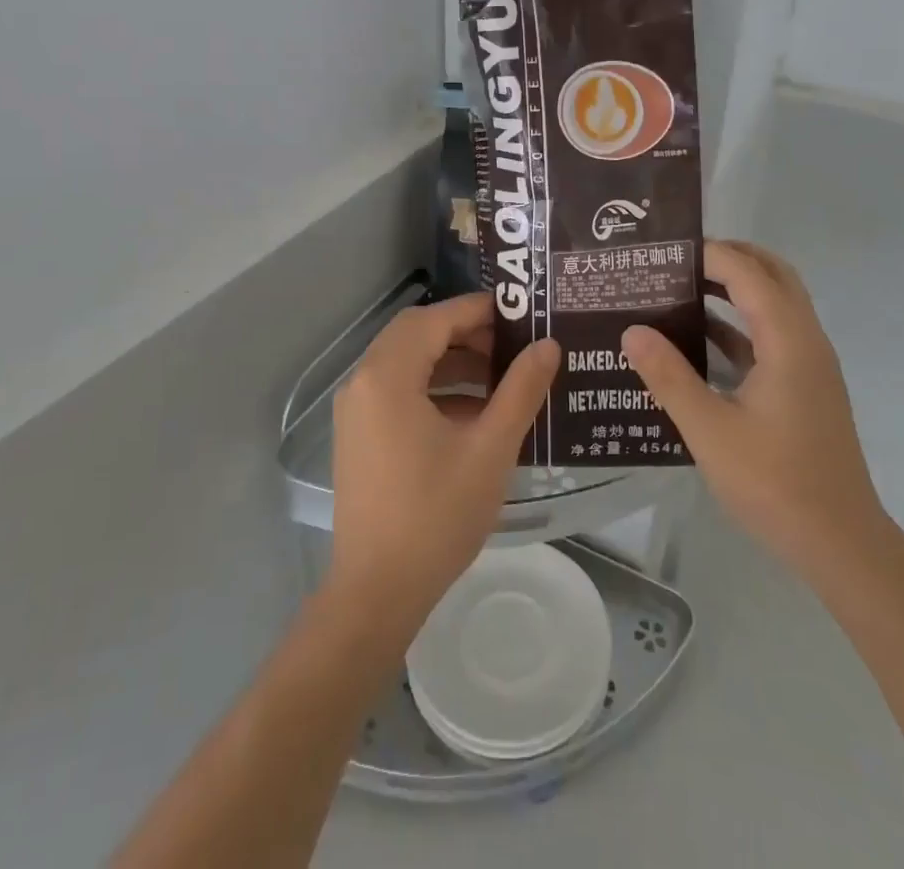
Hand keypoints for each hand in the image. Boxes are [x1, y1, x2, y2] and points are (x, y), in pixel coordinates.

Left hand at [328, 293, 559, 631]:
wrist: (377, 593)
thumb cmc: (436, 516)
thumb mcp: (490, 449)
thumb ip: (520, 390)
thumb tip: (548, 346)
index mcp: (387, 377)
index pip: (435, 319)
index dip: (477, 310)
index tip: (520, 312)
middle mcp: (362, 382)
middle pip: (416, 334)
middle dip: (466, 333)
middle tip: (512, 344)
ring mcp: (355, 410)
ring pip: (406, 362)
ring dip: (451, 361)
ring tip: (501, 377)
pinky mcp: (359, 434)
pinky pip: (397, 390)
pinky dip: (434, 388)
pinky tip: (474, 412)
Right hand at [623, 240, 887, 583]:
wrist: (840, 544)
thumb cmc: (775, 483)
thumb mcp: (709, 430)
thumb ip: (669, 377)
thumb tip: (632, 330)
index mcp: (789, 341)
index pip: (748, 272)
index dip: (709, 254)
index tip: (664, 251)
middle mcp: (806, 340)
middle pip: (772, 275)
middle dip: (728, 258)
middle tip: (677, 260)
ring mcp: (810, 365)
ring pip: (775, 304)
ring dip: (735, 288)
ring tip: (681, 288)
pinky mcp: (806, 387)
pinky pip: (772, 336)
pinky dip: (740, 324)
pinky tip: (700, 341)